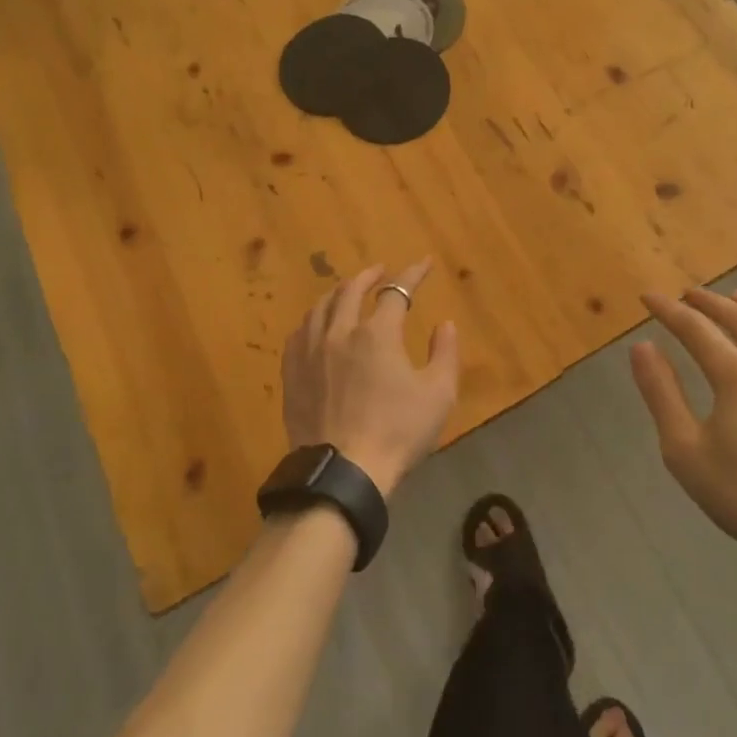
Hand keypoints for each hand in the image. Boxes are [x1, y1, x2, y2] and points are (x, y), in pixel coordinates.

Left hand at [280, 259, 459, 497]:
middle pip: (350, 290)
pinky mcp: (292, 373)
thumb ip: (445, 353)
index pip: (397, 291)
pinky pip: (299, 332)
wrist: (343, 472)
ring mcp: (310, 352)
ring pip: (321, 307)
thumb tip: (445, 324)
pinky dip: (313, 319)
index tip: (424, 264)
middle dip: (369, 276)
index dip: (413, 274)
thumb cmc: (397, 432)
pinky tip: (317, 324)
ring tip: (347, 291)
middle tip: (380, 271)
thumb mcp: (438, 394)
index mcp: (376, 333)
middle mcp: (339, 332)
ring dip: (338, 293)